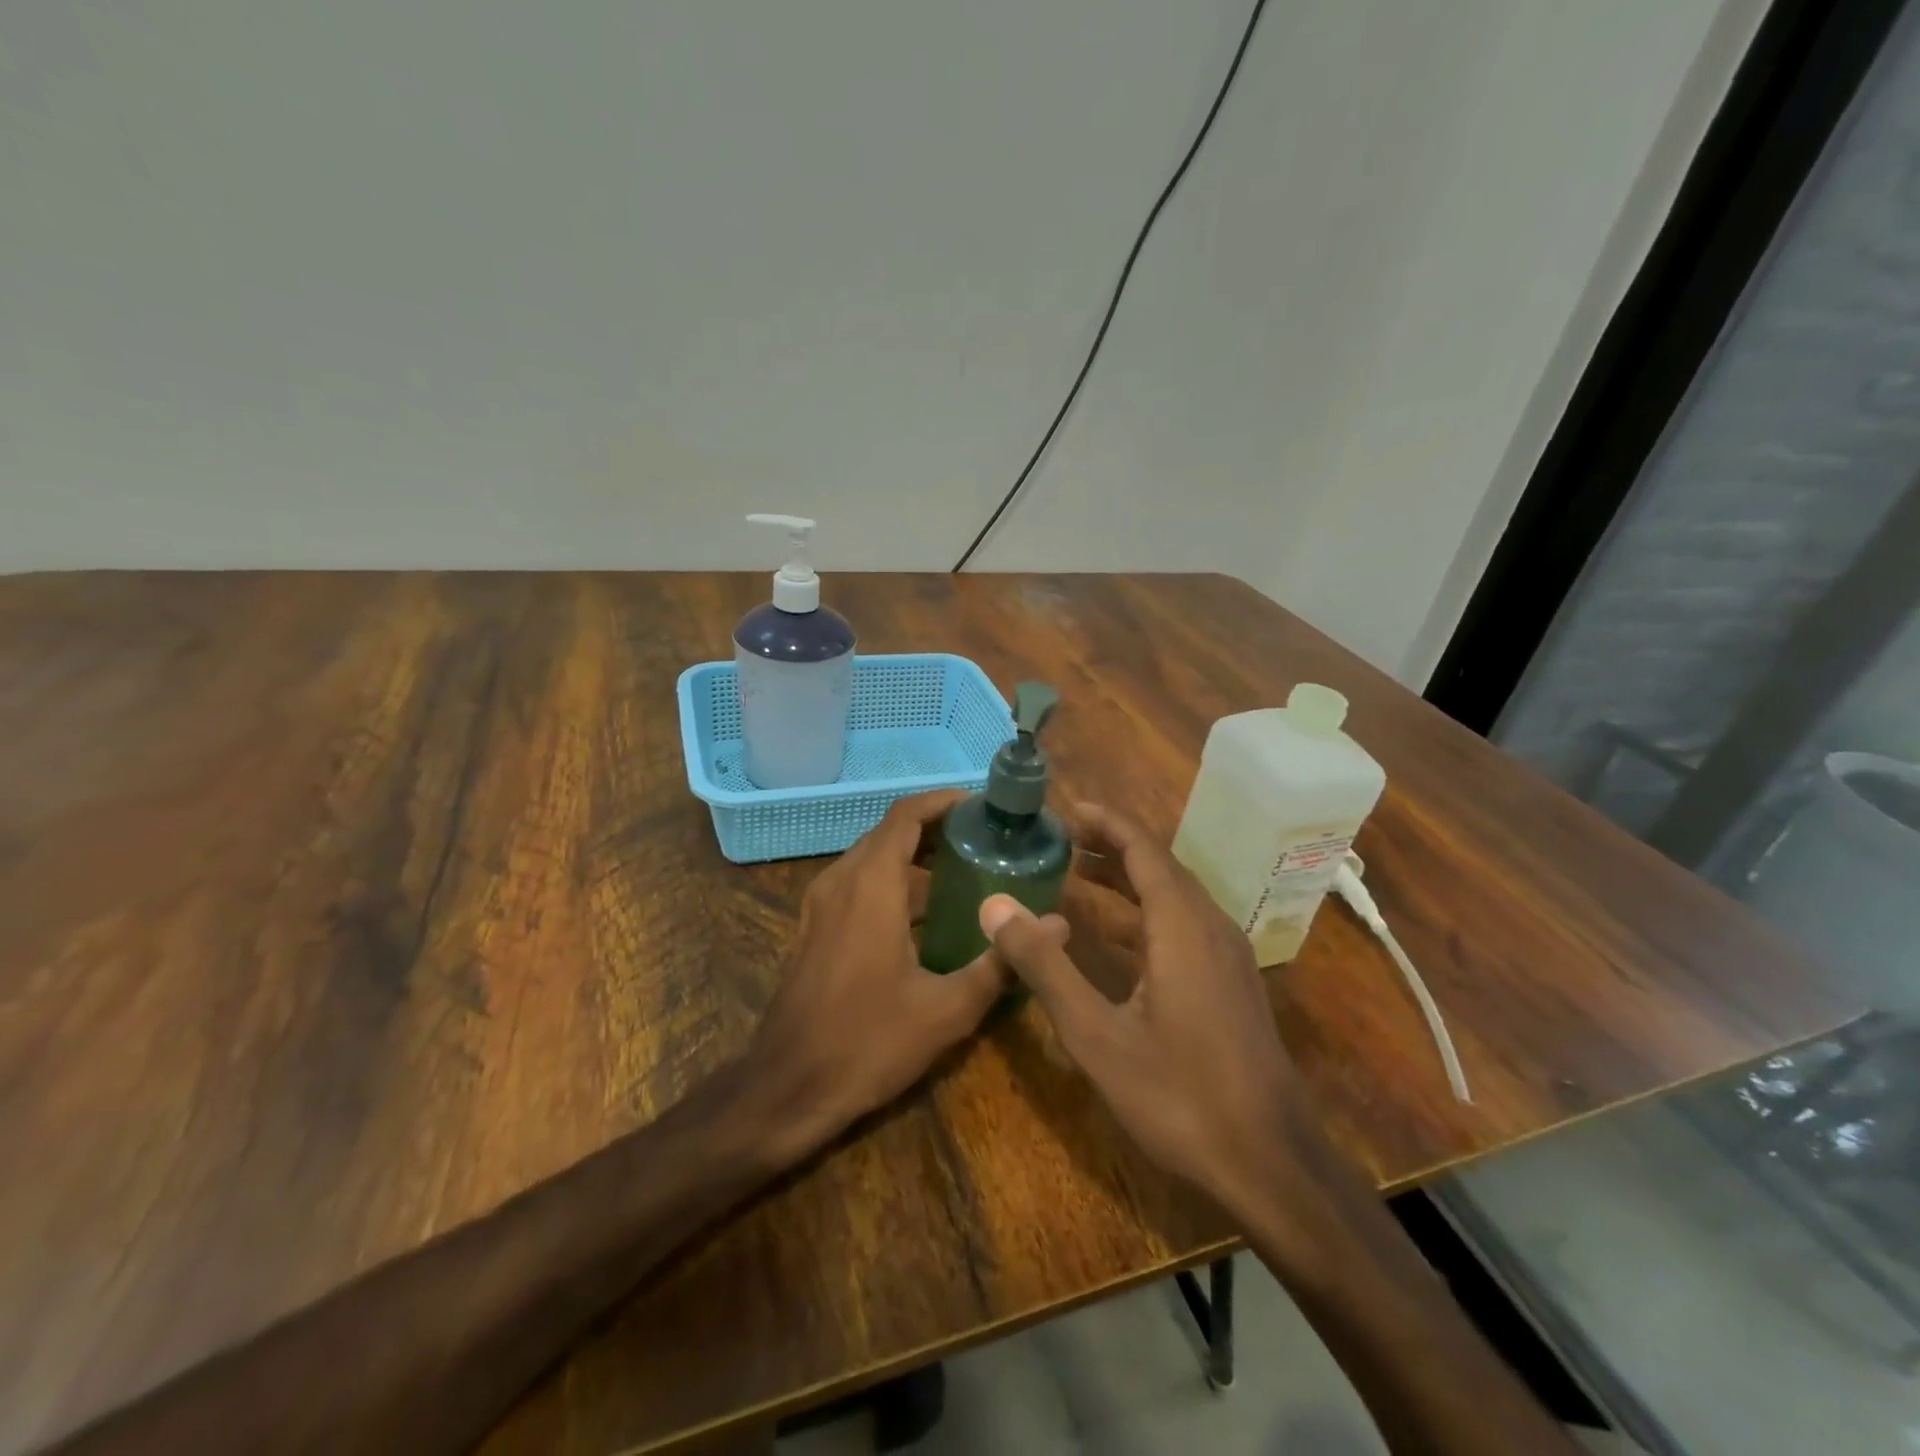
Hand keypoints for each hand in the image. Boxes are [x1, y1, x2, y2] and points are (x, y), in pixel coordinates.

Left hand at [749, 790, 1063, 1161]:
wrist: (787, 1088)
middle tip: (984, 841)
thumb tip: (1058, 927)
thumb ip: (1001, 963)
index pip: (906, 815)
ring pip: (871, 858)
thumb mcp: (946, 1009)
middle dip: (936, 829)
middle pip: (889, 832)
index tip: (982, 807)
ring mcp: (820, 904)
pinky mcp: (813, 927)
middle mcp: (841, 881)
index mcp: (871, 885)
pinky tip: (925, 915)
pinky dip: (892, 880)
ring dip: (913, 856)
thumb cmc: (868, 1042)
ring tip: (964, 872)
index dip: (943, 802)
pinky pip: (857, 883)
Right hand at [979, 804, 1302, 1212]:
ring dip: (1129, 879)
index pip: (1143, 850)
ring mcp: (1227, 956)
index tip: (1067, 808)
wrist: (1271, 1164)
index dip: (1106, 823)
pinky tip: (1118, 935)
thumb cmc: (1179, 1095)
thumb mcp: (1096, 1034)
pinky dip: (1145, 911)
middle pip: (1159, 866)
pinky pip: (1184, 924)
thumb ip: (1045, 966)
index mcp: (1182, 925)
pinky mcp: (1231, 983)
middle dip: (1111, 847)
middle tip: (1061, 839)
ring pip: (1174, 896)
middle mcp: (1210, 927)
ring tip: (1079, 873)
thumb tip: (994, 906)